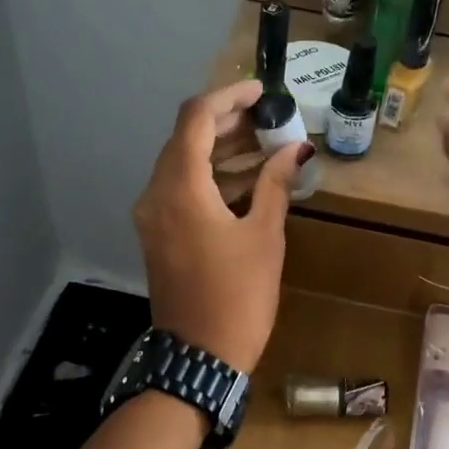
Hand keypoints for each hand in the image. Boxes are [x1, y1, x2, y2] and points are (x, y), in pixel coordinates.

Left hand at [132, 80, 310, 372]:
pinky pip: (181, 191)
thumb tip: (296, 150)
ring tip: (266, 145)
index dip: (229, 97)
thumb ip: (275, 184)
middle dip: (227, 123)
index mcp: (180, 187)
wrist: (200, 357)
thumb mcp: (264, 237)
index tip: (262, 92)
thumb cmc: (238, 296)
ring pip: (183, 165)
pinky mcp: (158, 235)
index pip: (196, 118)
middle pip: (186, 139)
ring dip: (221, 151)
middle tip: (269, 119)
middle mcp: (156, 194)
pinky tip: (247, 181)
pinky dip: (211, 179)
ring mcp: (152, 216)